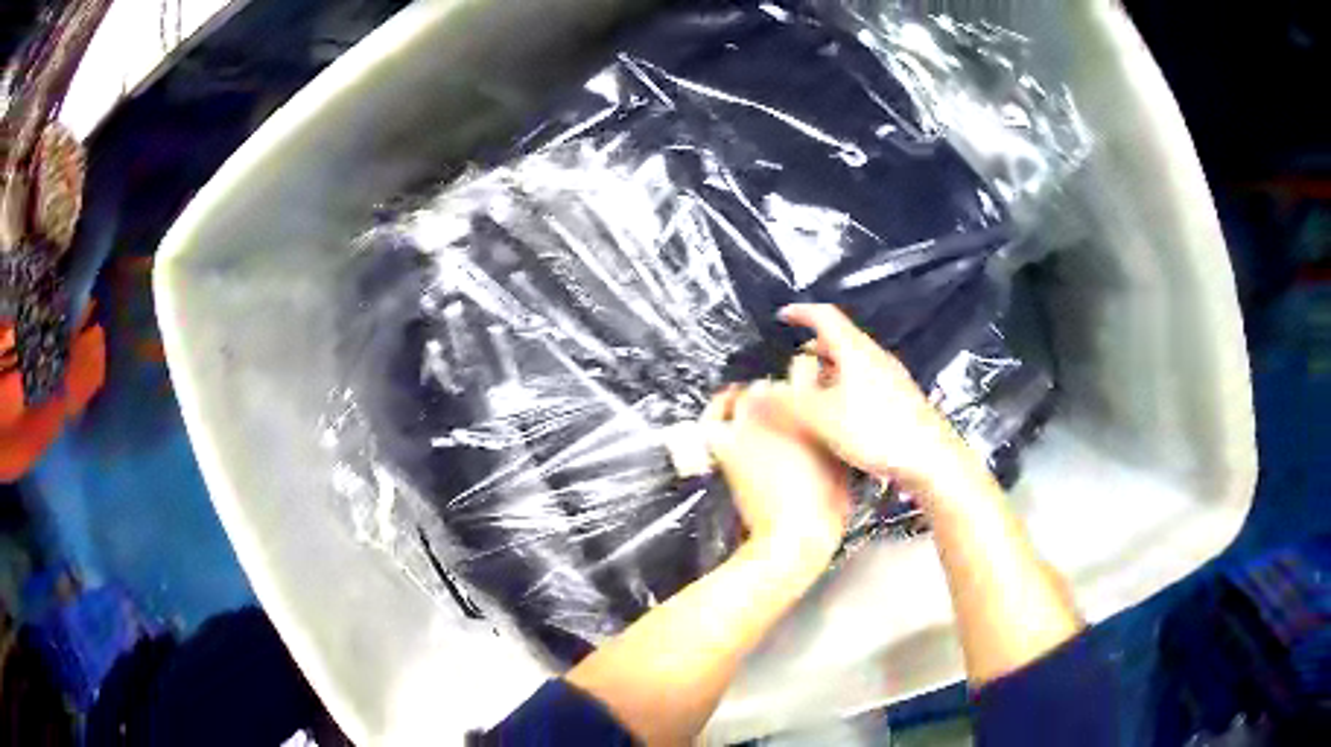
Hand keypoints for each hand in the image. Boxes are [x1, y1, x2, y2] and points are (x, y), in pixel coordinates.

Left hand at [704, 383, 850, 573]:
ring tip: (759, 424)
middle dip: (779, 397)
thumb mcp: (843, 457)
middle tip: (784, 419)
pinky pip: (714, 416)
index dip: (806, 378)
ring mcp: (749, 417)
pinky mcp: (725, 439)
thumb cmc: (827, 500)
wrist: (795, 532)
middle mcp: (781, 399)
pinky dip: (718, 413)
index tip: (808, 391)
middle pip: (774, 383)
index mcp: (815, 402)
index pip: (807, 365)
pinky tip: (724, 417)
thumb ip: (831, 428)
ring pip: (746, 395)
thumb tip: (824, 419)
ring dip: (752, 406)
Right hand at [766, 304, 984, 501]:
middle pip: (841, 339)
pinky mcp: (901, 399)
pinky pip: (866, 381)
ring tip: (813, 390)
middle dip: (814, 346)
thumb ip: (788, 405)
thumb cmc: (877, 432)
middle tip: (794, 361)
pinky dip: (846, 385)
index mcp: (856, 352)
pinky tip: (841, 414)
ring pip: (854, 362)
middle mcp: (876, 358)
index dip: (801, 313)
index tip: (783, 316)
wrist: (931, 458)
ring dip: (830, 369)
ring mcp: (892, 378)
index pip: (825, 317)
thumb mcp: (823, 420)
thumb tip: (757, 392)